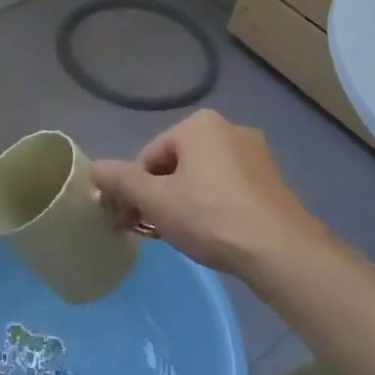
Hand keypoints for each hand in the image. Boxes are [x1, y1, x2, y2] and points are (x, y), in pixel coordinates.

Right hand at [90, 110, 324, 278]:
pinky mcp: (273, 180)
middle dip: (161, 195)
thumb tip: (94, 168)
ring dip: (186, 202)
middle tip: (157, 231)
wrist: (280, 250)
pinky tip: (216, 234)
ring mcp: (256, 154)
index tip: (133, 222)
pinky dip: (215, 206)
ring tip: (186, 235)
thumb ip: (120, 181)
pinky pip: (229, 187)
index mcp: (199, 124)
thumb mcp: (155, 201)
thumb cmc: (210, 217)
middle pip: (176, 164)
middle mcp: (230, 128)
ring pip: (203, 177)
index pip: (149, 157)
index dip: (135, 191)